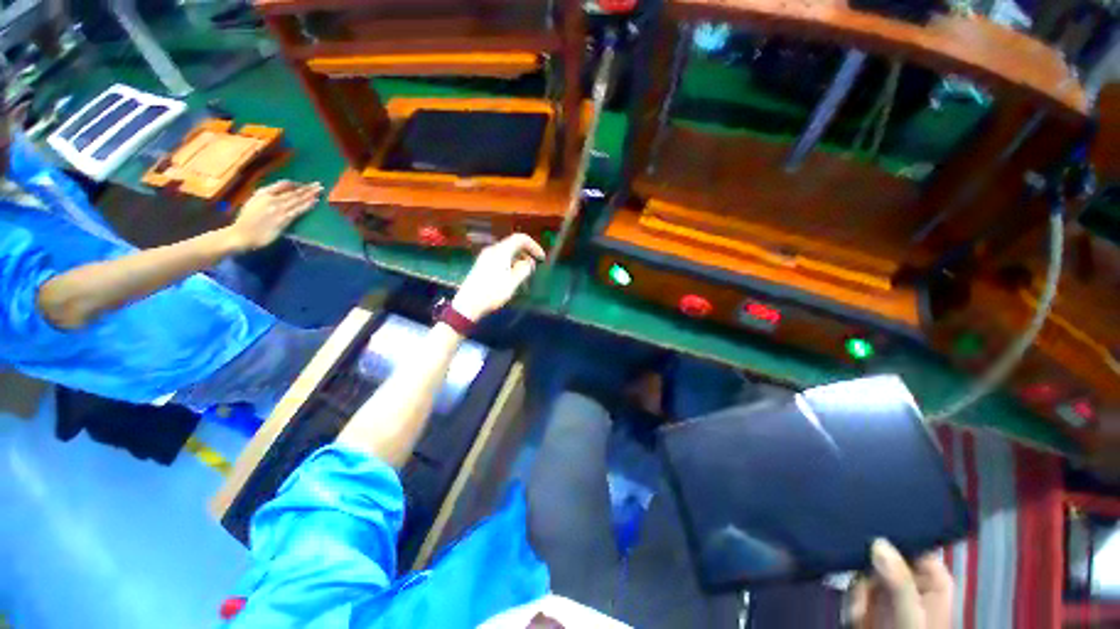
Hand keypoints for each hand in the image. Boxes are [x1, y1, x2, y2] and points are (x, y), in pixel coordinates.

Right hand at [223, 180, 321, 251]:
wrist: (241, 234)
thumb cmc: (246, 220)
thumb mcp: (253, 202)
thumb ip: (266, 196)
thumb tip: (279, 193)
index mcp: (263, 193)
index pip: (283, 184)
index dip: (296, 184)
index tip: (305, 184)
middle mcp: (272, 198)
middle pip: (294, 191)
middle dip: (308, 187)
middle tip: (319, 184)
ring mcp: (279, 209)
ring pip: (298, 199)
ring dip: (311, 194)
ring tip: (320, 190)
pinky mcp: (284, 219)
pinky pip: (298, 210)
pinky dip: (308, 205)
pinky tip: (316, 201)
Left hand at [452, 234, 545, 320]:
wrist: (468, 304)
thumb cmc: (492, 293)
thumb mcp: (512, 283)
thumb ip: (524, 269)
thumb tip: (529, 262)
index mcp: (501, 251)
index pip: (520, 238)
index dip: (534, 246)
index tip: (541, 258)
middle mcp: (492, 250)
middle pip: (514, 244)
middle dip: (527, 254)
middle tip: (534, 269)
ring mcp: (486, 257)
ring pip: (507, 252)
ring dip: (519, 260)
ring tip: (524, 276)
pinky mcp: (482, 265)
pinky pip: (501, 258)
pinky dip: (510, 263)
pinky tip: (511, 278)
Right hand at [848, 539, 953, 628]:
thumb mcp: (911, 618)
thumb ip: (900, 582)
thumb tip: (878, 540)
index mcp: (933, 579)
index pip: (912, 542)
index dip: (891, 535)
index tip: (868, 535)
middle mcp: (911, 579)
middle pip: (882, 553)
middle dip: (865, 569)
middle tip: (861, 591)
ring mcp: (889, 590)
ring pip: (863, 568)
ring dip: (856, 590)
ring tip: (858, 612)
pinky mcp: (869, 600)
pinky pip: (854, 585)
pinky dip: (850, 599)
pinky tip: (854, 615)